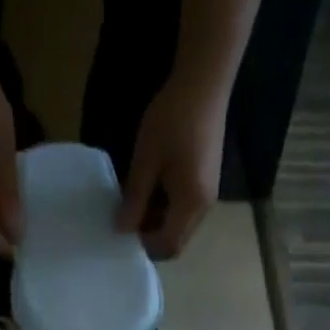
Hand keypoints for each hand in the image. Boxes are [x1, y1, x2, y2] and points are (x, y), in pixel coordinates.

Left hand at [116, 73, 227, 258]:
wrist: (204, 82)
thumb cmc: (173, 118)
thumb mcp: (147, 159)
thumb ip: (135, 198)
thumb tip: (121, 229)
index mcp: (190, 205)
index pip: (168, 245)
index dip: (146, 247)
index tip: (124, 235)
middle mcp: (203, 208)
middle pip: (177, 241)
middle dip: (152, 238)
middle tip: (128, 222)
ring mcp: (208, 197)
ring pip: (180, 227)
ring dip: (159, 224)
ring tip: (136, 205)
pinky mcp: (207, 184)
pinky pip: (185, 211)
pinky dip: (168, 210)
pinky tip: (153, 191)